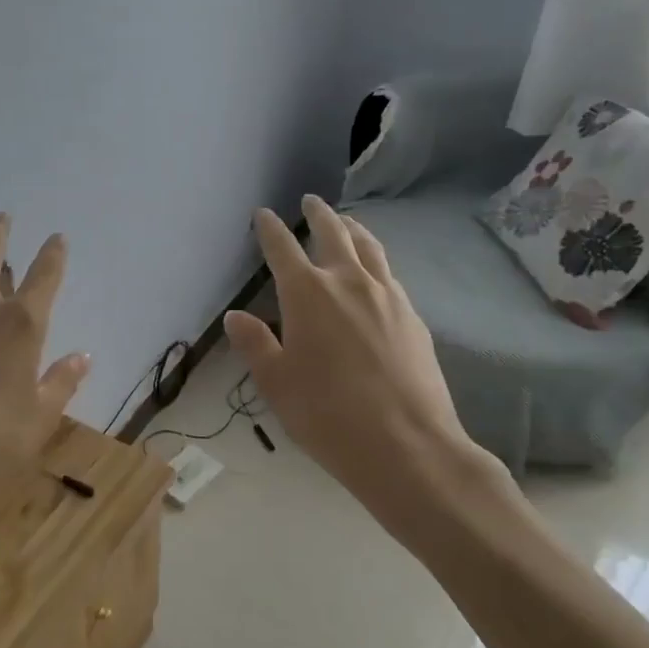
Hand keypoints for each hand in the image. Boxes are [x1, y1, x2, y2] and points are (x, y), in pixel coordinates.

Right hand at [223, 195, 504, 522]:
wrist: (408, 446)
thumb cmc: (328, 415)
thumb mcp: (276, 383)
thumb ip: (254, 343)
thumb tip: (235, 316)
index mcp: (307, 293)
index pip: (282, 247)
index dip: (270, 228)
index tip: (263, 214)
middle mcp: (349, 281)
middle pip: (333, 233)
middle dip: (318, 214)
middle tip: (310, 201)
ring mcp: (388, 296)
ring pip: (369, 247)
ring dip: (353, 229)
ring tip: (346, 222)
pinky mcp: (413, 316)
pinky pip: (390, 274)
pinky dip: (375, 260)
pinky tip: (375, 273)